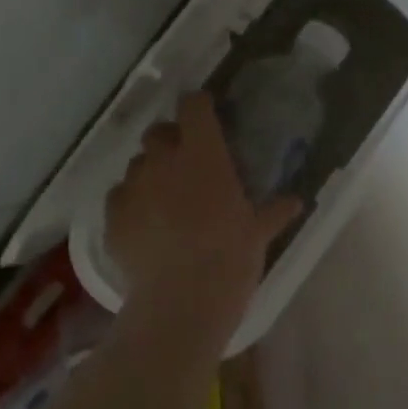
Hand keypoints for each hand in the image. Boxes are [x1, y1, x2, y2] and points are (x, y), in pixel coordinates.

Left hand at [103, 92, 300, 324]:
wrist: (181, 302)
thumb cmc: (230, 257)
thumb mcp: (259, 233)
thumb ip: (274, 211)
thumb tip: (296, 201)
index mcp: (203, 154)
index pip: (193, 107)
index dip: (198, 106)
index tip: (206, 114)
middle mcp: (163, 161)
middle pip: (157, 132)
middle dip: (170, 140)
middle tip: (186, 162)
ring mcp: (133, 188)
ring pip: (136, 165)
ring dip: (150, 173)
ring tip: (164, 198)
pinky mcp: (111, 219)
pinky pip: (118, 198)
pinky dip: (131, 204)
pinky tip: (144, 225)